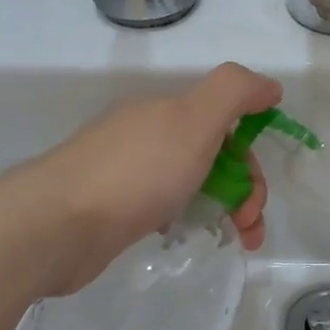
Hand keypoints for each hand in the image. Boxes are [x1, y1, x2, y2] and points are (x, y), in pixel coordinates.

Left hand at [23, 63, 282, 295]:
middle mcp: (150, 136)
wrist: (59, 225)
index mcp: (169, 112)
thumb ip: (235, 93)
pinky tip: (183, 237)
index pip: (228, 127)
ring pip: (193, 185)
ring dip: (224, 211)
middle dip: (244, 192)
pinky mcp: (115, 208)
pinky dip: (187, 220)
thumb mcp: (194, 120)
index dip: (251, 159)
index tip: (255, 196)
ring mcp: (130, 172)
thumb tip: (270, 86)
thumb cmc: (137, 172)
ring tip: (237, 243)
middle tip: (247, 228)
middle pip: (215, 157)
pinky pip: (166, 206)